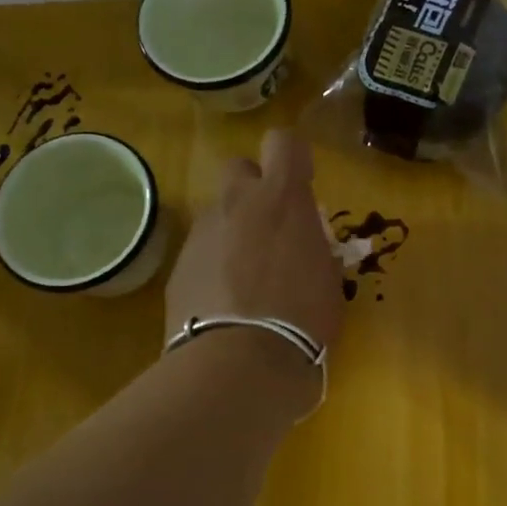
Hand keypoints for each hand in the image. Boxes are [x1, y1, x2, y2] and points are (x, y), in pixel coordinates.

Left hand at [164, 129, 343, 355]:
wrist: (241, 363)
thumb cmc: (303, 320)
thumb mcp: (327, 278)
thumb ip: (314, 246)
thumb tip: (305, 241)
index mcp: (283, 199)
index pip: (284, 142)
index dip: (293, 158)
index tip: (301, 185)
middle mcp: (238, 202)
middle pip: (240, 168)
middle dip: (253, 189)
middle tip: (268, 228)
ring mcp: (203, 231)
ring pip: (218, 212)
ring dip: (232, 229)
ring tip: (244, 275)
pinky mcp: (178, 264)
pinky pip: (200, 249)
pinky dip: (212, 264)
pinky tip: (222, 300)